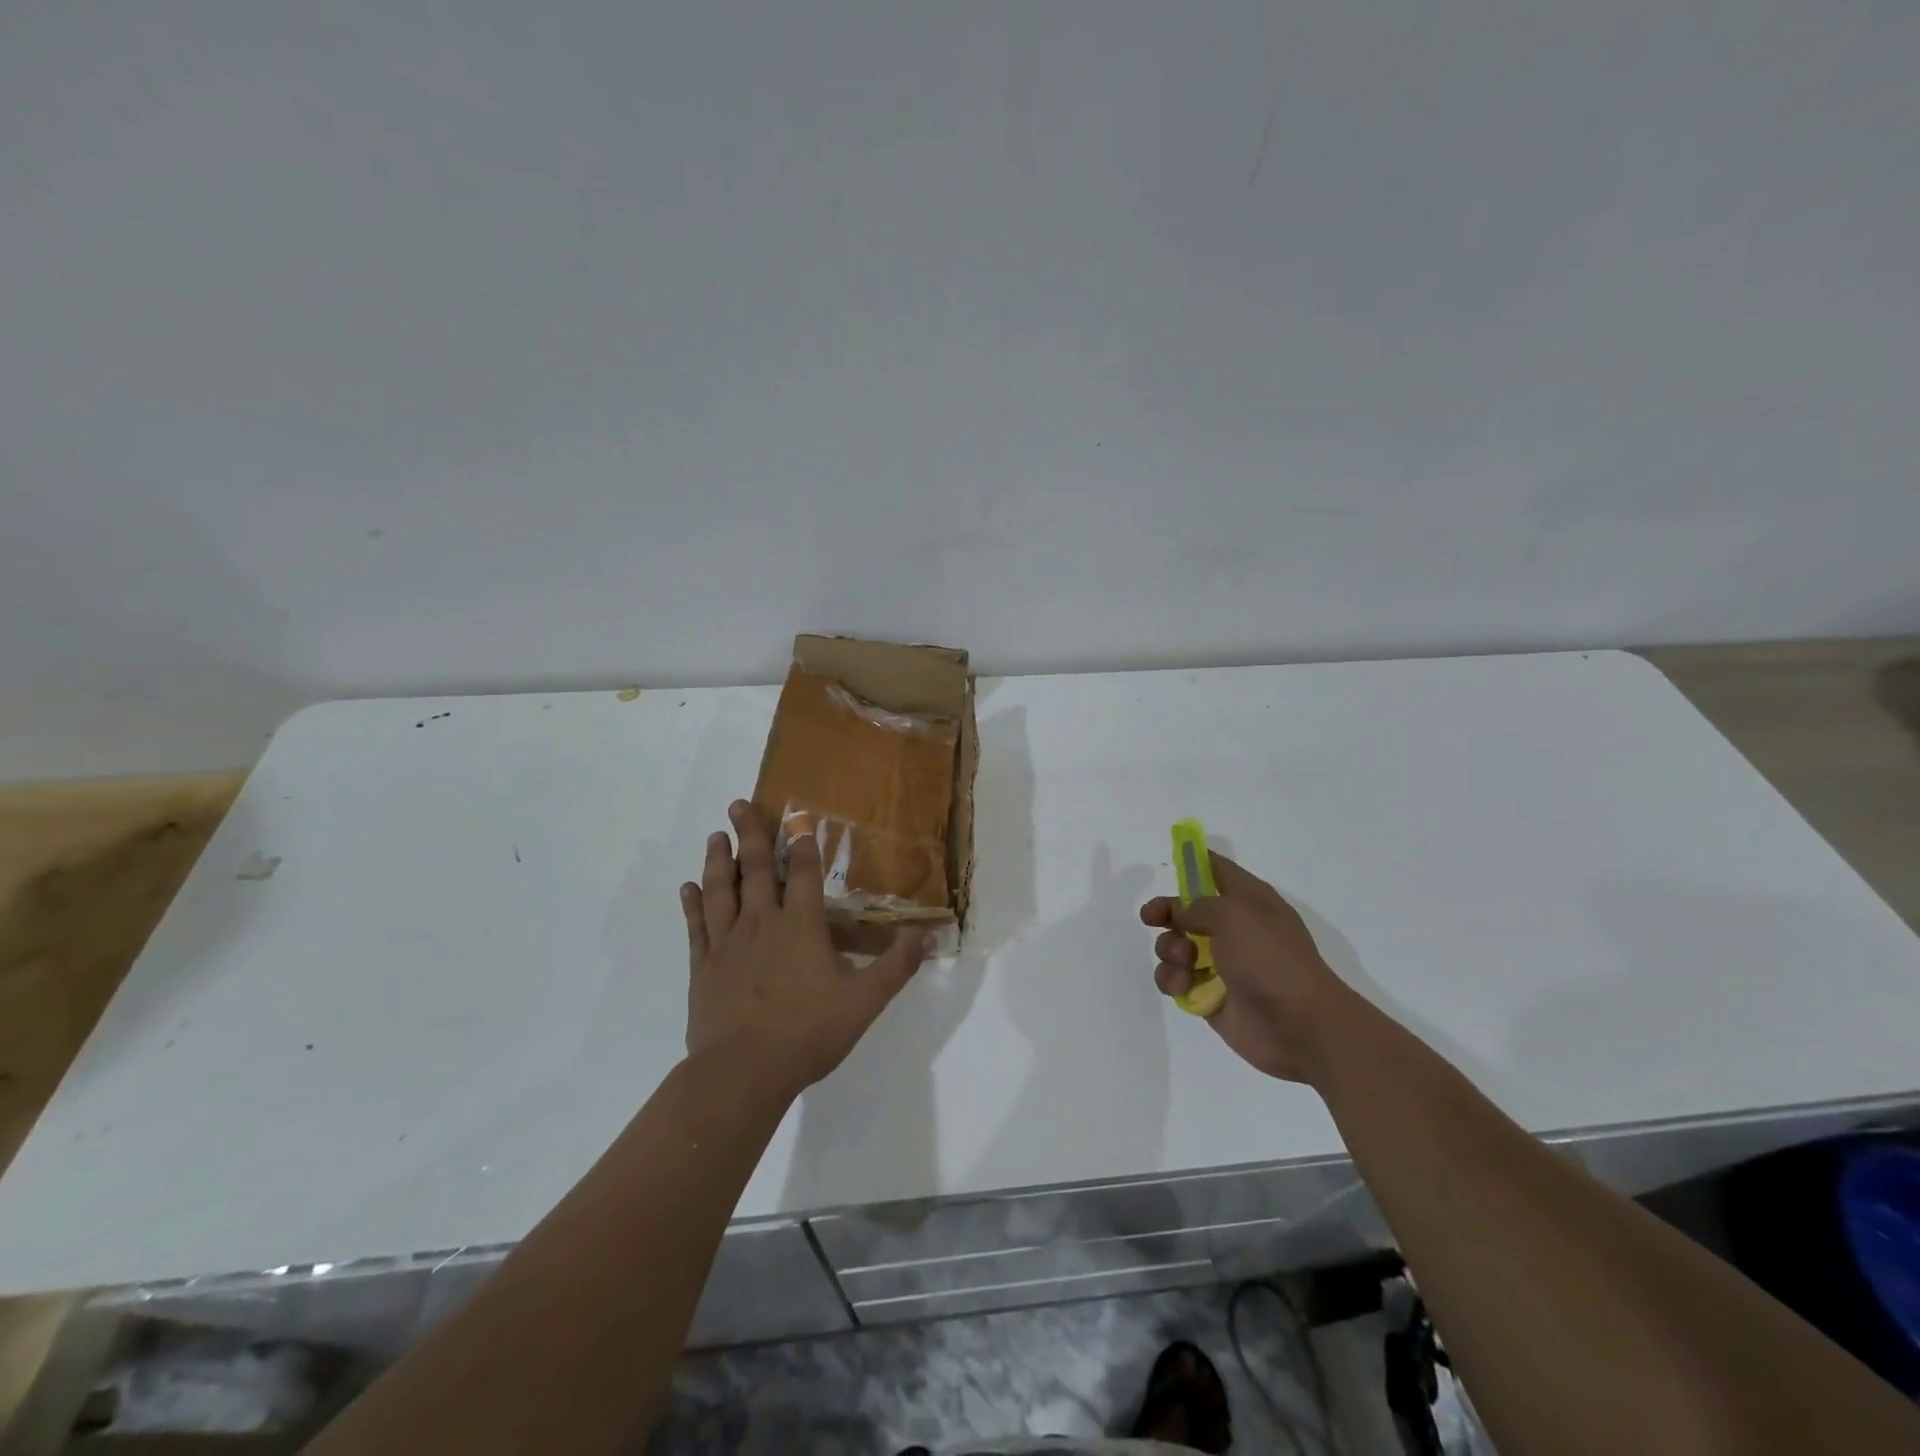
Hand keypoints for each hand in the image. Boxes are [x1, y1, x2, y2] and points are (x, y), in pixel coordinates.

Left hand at [680, 800, 930, 1096]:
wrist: (743, 1073)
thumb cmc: (807, 1033)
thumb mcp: (864, 1001)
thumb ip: (896, 965)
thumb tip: (928, 934)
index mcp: (801, 926)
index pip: (803, 873)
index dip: (802, 843)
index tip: (797, 817)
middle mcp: (761, 922)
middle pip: (755, 868)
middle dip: (750, 833)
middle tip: (738, 803)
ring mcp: (727, 942)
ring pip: (721, 889)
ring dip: (718, 860)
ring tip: (716, 834)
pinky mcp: (703, 966)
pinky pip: (696, 926)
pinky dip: (691, 904)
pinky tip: (686, 887)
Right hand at [1140, 851, 1355, 1086]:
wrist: (1300, 1025)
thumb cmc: (1270, 958)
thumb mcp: (1234, 914)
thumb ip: (1197, 905)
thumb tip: (1180, 912)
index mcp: (1249, 901)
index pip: (1217, 870)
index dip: (1194, 862)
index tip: (1169, 862)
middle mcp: (1234, 928)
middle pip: (1187, 909)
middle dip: (1166, 911)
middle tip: (1150, 917)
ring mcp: (1221, 963)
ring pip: (1176, 945)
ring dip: (1170, 949)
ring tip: (1185, 960)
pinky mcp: (1209, 995)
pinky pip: (1176, 979)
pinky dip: (1172, 979)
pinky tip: (1182, 985)